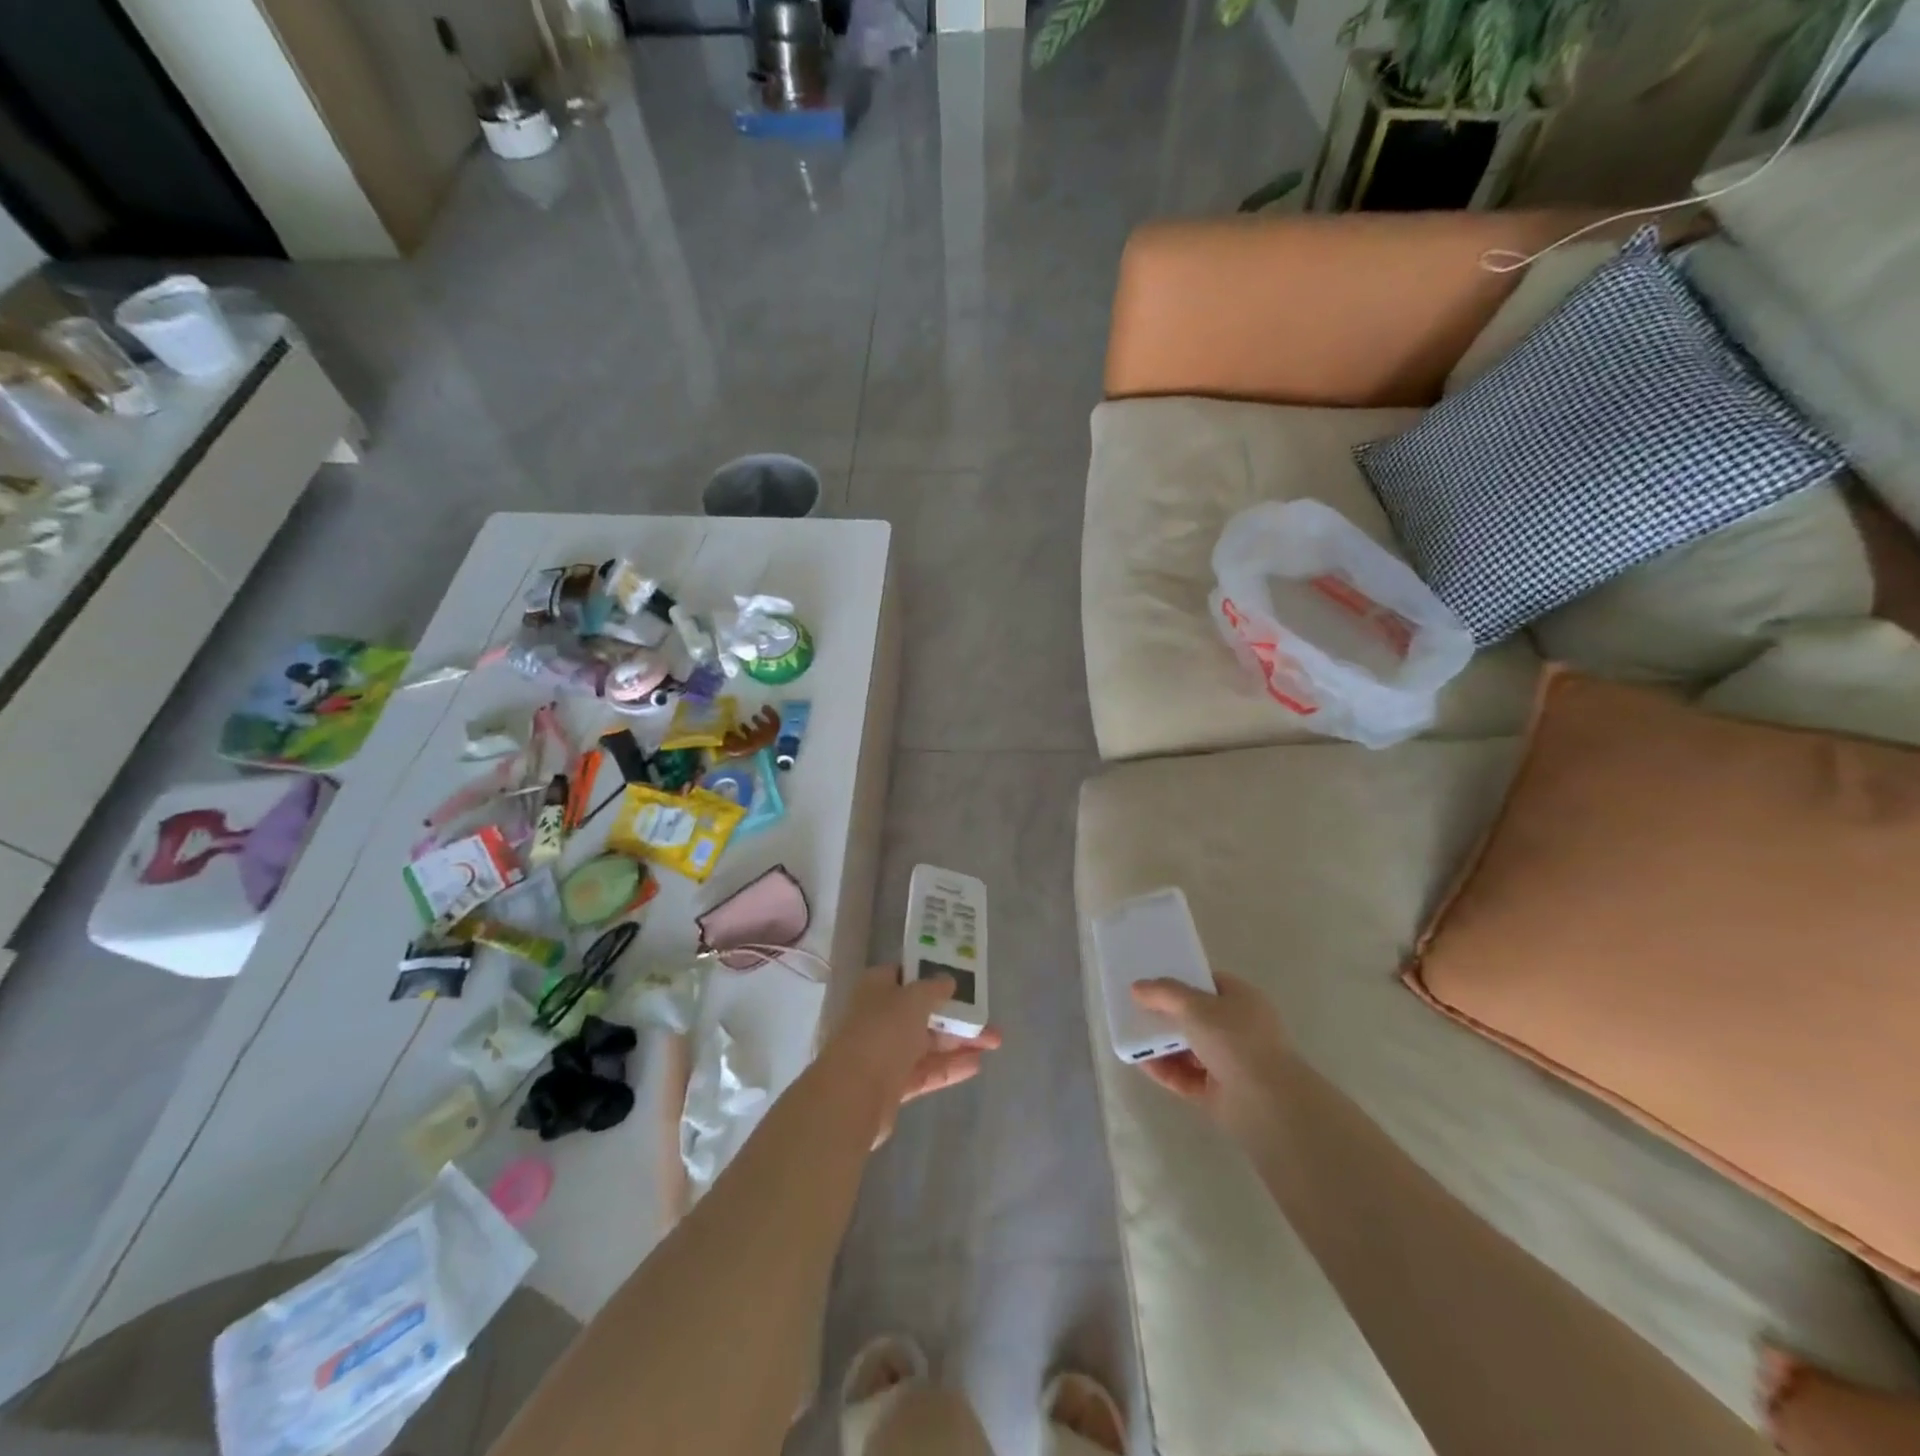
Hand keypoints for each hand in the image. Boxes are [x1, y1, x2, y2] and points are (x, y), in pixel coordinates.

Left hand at [823, 965, 1000, 1143]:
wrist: (852, 1095)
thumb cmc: (882, 1033)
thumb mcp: (913, 999)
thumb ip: (934, 989)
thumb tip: (948, 980)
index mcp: (877, 988)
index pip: (907, 974)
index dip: (933, 973)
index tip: (962, 978)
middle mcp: (880, 1016)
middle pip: (923, 1011)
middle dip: (956, 1014)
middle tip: (988, 1018)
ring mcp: (886, 1052)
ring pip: (928, 1043)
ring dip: (960, 1042)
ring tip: (995, 1042)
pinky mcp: (893, 1085)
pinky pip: (927, 1070)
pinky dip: (950, 1067)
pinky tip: (977, 1065)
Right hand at [1130, 971, 1288, 1141]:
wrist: (1267, 1103)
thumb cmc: (1235, 1041)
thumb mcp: (1195, 1006)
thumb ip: (1164, 993)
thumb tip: (1137, 987)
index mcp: (1242, 1000)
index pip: (1209, 984)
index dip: (1182, 981)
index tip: (1153, 983)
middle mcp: (1238, 1029)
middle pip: (1196, 1017)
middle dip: (1167, 1015)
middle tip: (1136, 1011)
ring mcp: (1229, 1062)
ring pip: (1189, 1048)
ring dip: (1162, 1044)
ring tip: (1133, 1038)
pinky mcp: (1218, 1092)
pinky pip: (1185, 1076)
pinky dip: (1165, 1070)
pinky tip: (1142, 1064)